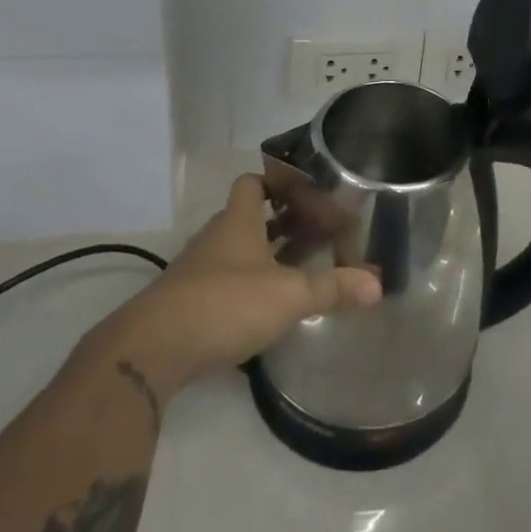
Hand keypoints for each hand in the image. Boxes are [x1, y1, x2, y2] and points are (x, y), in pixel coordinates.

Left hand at [83, 175, 381, 404]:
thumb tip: (378, 284)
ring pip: (236, 251)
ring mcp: (198, 271)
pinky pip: (224, 281)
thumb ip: (332, 289)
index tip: (307, 190)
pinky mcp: (187, 303)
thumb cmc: (224, 304)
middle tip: (317, 230)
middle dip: (281, 221)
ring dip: (264, 254)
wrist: (151, 350)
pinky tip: (267, 305)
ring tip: (299, 266)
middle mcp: (216, 238)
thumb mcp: (287, 296)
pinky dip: (247, 285)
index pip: (253, 182)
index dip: (278, 181)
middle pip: (249, 217)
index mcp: (238, 221)